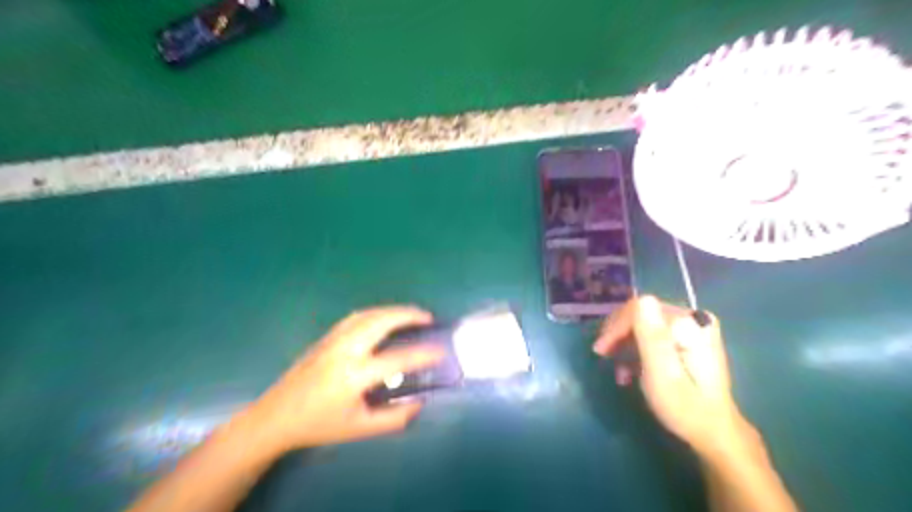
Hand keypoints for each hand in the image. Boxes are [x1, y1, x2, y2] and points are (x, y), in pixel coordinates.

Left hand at [242, 306, 440, 448]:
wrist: (276, 416)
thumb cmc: (319, 424)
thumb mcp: (360, 428)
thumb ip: (394, 418)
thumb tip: (419, 402)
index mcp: (354, 375)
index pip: (397, 358)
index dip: (423, 354)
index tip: (441, 350)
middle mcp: (345, 350)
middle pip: (381, 321)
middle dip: (408, 315)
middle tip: (428, 317)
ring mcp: (333, 339)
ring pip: (369, 314)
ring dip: (393, 310)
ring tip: (411, 314)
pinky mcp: (326, 337)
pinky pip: (356, 317)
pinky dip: (376, 313)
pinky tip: (384, 319)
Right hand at [595, 295, 744, 453]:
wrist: (714, 432)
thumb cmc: (685, 408)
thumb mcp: (663, 374)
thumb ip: (653, 337)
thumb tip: (642, 299)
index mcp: (689, 324)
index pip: (640, 308)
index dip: (616, 326)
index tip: (601, 350)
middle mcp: (693, 318)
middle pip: (641, 314)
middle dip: (618, 335)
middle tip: (603, 356)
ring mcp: (692, 327)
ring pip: (643, 324)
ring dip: (626, 345)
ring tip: (619, 371)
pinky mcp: (688, 337)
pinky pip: (653, 333)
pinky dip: (638, 349)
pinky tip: (631, 369)